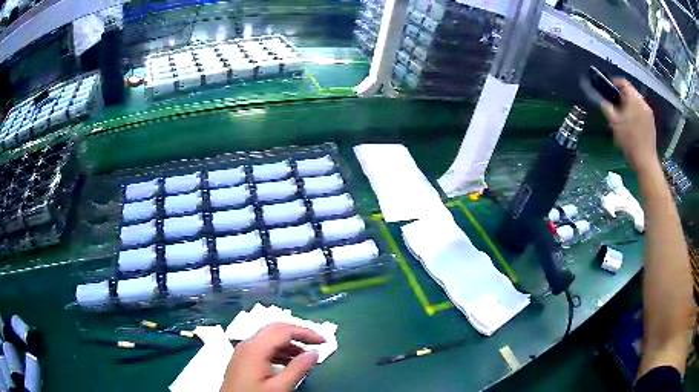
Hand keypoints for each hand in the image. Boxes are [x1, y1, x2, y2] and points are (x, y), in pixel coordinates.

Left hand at [220, 322, 324, 391]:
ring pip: (269, 337)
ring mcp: (243, 350)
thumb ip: (297, 369)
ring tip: (306, 356)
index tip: (323, 341)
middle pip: (275, 328)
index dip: (305, 332)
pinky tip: (289, 362)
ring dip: (289, 342)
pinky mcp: (243, 358)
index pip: (283, 330)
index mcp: (255, 348)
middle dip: (298, 333)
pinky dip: (280, 350)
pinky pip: (264, 346)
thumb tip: (314, 353)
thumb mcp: (279, 388)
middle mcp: (248, 344)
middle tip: (316, 343)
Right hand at [601, 79, 657, 171]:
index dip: (615, 83)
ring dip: (630, 106)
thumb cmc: (629, 141)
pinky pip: (642, 113)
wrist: (645, 161)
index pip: (624, 83)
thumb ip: (607, 108)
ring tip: (623, 117)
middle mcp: (643, 103)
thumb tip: (603, 102)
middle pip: (631, 93)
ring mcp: (649, 114)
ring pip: (637, 103)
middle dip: (623, 97)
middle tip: (615, 106)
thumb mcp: (614, 123)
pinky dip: (636, 115)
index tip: (609, 88)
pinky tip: (632, 126)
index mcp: (634, 99)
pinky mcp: (652, 123)